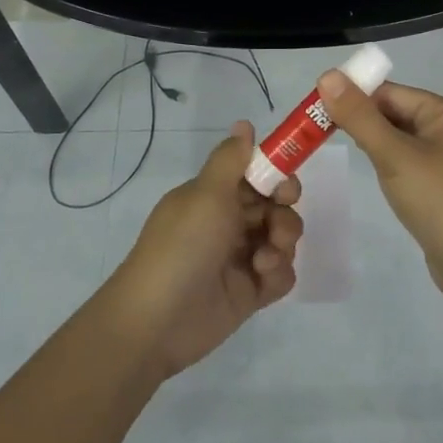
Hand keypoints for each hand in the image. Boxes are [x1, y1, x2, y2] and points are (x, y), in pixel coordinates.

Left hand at [105, 122, 302, 377]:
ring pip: (282, 240)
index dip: (276, 178)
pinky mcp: (250, 292)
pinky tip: (262, 279)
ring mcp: (240, 258)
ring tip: (263, 260)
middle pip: (276, 207)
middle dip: (284, 214)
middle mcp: (228, 223)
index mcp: (214, 197)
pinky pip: (281, 275)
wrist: (157, 320)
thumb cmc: (182, 246)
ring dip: (282, 244)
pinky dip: (278, 274)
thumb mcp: (206, 194)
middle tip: (276, 226)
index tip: (284, 188)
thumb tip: (244, 123)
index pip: (256, 176)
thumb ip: (231, 159)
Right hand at [315, 73, 442, 296]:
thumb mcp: (393, 155)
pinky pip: (412, 162)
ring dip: (376, 143)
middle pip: (398, 113)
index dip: (355, 98)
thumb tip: (327, 75)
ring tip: (346, 153)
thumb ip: (359, 116)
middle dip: (364, 121)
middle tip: (323, 134)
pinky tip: (378, 177)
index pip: (392, 92)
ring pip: (403, 139)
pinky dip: (391, 163)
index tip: (319, 112)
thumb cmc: (437, 200)